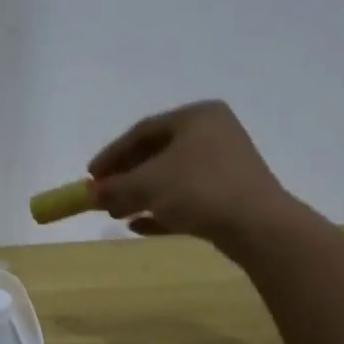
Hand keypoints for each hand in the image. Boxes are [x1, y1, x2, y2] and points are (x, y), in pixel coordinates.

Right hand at [88, 101, 294, 245]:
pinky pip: (187, 199)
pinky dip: (161, 210)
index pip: (143, 131)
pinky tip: (138, 227)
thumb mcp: (146, 185)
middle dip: (125, 178)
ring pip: (171, 179)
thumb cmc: (198, 190)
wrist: (256, 225)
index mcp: (196, 117)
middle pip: (157, 154)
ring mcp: (224, 166)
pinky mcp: (230, 196)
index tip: (90, 176)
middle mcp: (213, 134)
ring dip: (140, 196)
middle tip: (102, 197)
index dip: (112, 154)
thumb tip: (88, 195)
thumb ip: (113, 188)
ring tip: (116, 215)